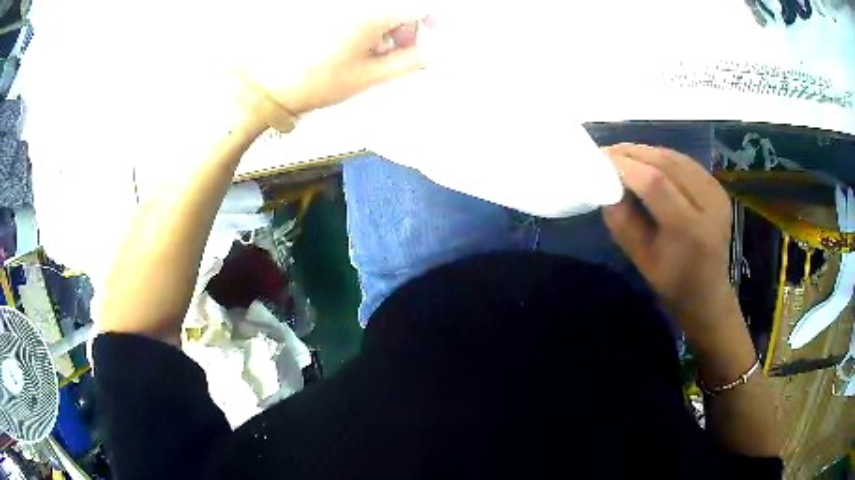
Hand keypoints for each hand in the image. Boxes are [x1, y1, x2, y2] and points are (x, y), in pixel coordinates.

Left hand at [240, 3, 431, 115]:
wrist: (269, 85)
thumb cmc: (315, 81)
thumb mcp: (369, 76)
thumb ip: (409, 62)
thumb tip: (430, 53)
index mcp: (372, 14)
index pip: (419, 5)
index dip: (433, 19)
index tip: (434, 32)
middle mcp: (356, 3)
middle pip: (398, 5)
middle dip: (406, 26)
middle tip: (398, 52)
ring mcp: (339, 6)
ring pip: (378, 9)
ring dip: (385, 26)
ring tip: (371, 54)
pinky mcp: (324, 9)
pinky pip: (358, 11)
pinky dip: (365, 25)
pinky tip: (354, 44)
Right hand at [602, 144, 735, 330]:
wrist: (709, 293)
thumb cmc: (673, 283)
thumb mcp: (642, 260)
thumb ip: (623, 223)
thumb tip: (606, 186)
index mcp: (689, 230)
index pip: (656, 184)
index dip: (627, 165)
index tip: (601, 157)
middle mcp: (708, 204)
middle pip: (668, 163)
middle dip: (635, 152)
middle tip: (609, 151)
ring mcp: (717, 193)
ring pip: (677, 158)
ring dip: (648, 151)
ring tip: (625, 154)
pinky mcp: (719, 188)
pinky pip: (687, 163)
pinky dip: (664, 157)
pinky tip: (649, 161)